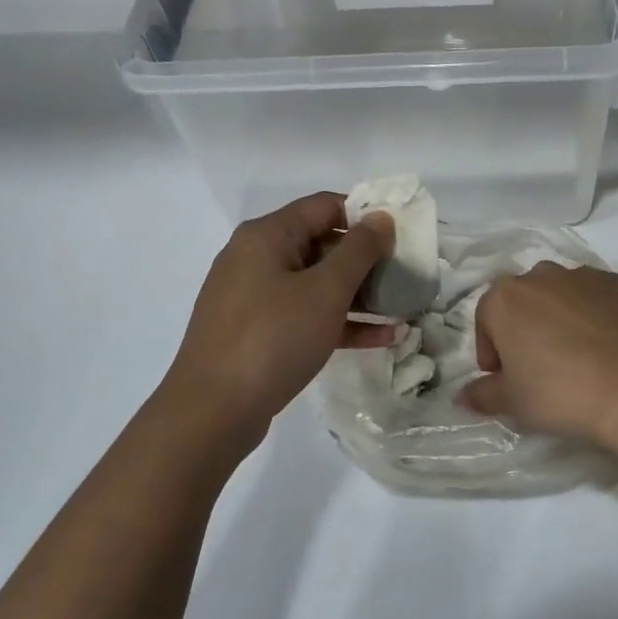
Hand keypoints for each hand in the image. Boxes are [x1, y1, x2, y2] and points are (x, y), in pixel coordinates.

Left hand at [163, 193, 396, 434]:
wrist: (212, 412)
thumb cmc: (273, 338)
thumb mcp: (326, 291)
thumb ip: (359, 250)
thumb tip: (381, 218)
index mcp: (267, 235)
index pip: (325, 206)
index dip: (366, 216)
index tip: (401, 236)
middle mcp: (256, 258)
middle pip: (321, 244)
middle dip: (365, 260)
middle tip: (404, 275)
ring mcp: (253, 297)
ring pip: (315, 283)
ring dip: (358, 294)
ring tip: (400, 308)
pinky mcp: (256, 332)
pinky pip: (304, 314)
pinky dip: (338, 321)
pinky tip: (380, 338)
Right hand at [460, 263, 617, 446]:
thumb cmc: (558, 392)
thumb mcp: (512, 402)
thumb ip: (483, 394)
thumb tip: (464, 396)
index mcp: (505, 297)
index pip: (486, 319)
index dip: (491, 350)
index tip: (503, 377)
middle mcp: (542, 275)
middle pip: (525, 301)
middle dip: (526, 327)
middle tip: (539, 365)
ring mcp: (585, 275)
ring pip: (563, 294)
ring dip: (562, 317)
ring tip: (577, 355)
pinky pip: (600, 297)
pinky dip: (598, 315)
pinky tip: (608, 346)